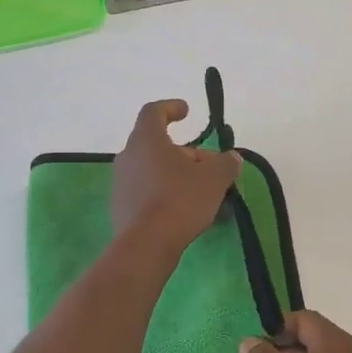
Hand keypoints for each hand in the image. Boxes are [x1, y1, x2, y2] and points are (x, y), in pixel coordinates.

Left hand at [111, 99, 242, 259]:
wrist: (146, 244)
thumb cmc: (180, 200)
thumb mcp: (214, 179)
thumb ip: (226, 163)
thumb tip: (231, 158)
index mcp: (146, 140)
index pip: (153, 112)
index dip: (171, 108)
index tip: (187, 111)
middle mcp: (128, 156)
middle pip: (157, 145)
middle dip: (184, 153)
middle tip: (208, 167)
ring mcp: (121, 183)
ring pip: (152, 170)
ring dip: (176, 175)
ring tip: (201, 192)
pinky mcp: (120, 207)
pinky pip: (146, 192)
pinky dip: (165, 194)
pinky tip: (185, 212)